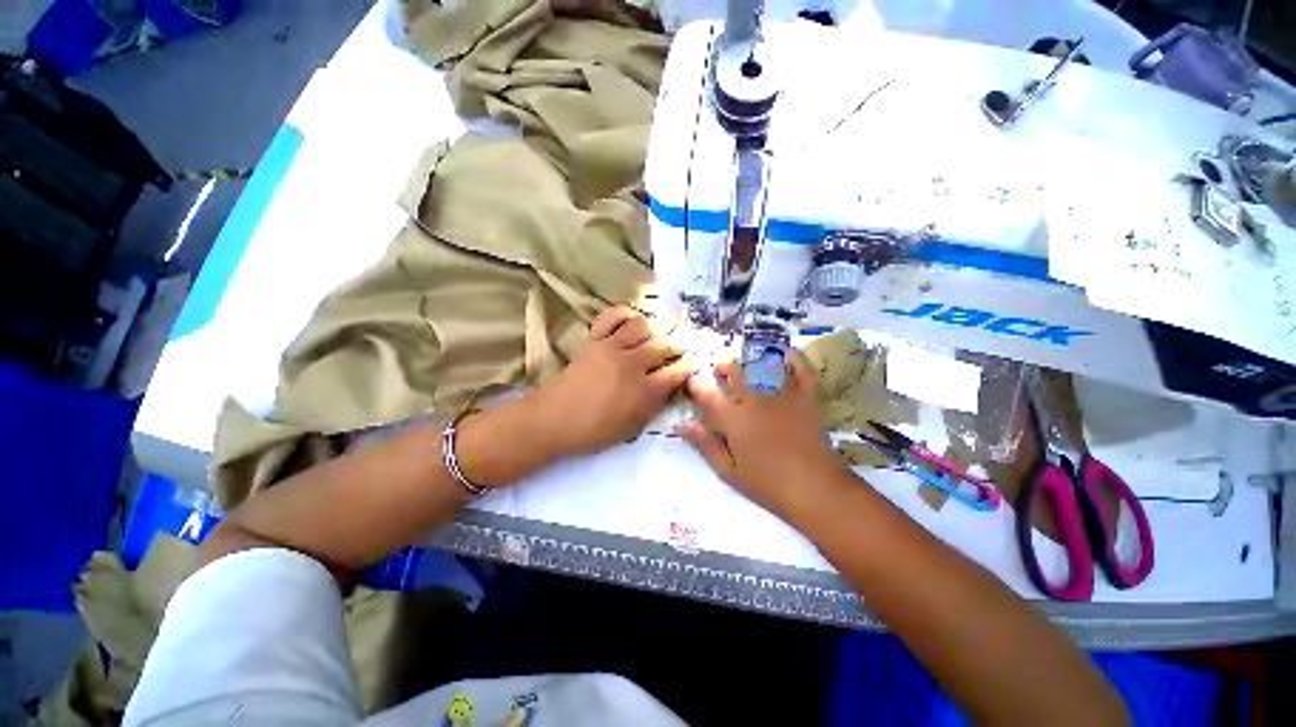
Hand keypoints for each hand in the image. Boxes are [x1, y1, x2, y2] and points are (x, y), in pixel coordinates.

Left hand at [530, 305, 692, 457]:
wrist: (553, 420)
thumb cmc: (594, 431)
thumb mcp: (633, 426)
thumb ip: (655, 405)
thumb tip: (669, 386)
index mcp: (644, 391)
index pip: (677, 371)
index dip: (689, 366)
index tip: (694, 362)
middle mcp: (633, 364)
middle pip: (664, 345)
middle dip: (677, 346)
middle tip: (678, 350)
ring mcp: (612, 348)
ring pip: (642, 326)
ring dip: (653, 330)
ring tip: (652, 337)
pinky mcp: (595, 340)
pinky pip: (613, 317)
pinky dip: (624, 315)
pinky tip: (629, 323)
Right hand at [679, 356, 846, 517]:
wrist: (815, 489)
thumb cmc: (767, 484)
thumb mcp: (728, 470)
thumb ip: (705, 444)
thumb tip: (682, 424)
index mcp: (733, 418)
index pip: (707, 394)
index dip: (696, 386)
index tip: (692, 383)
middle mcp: (755, 399)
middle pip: (734, 371)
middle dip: (723, 367)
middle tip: (719, 372)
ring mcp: (783, 394)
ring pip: (762, 365)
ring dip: (750, 361)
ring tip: (744, 364)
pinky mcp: (807, 397)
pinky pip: (801, 369)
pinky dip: (794, 358)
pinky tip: (785, 355)